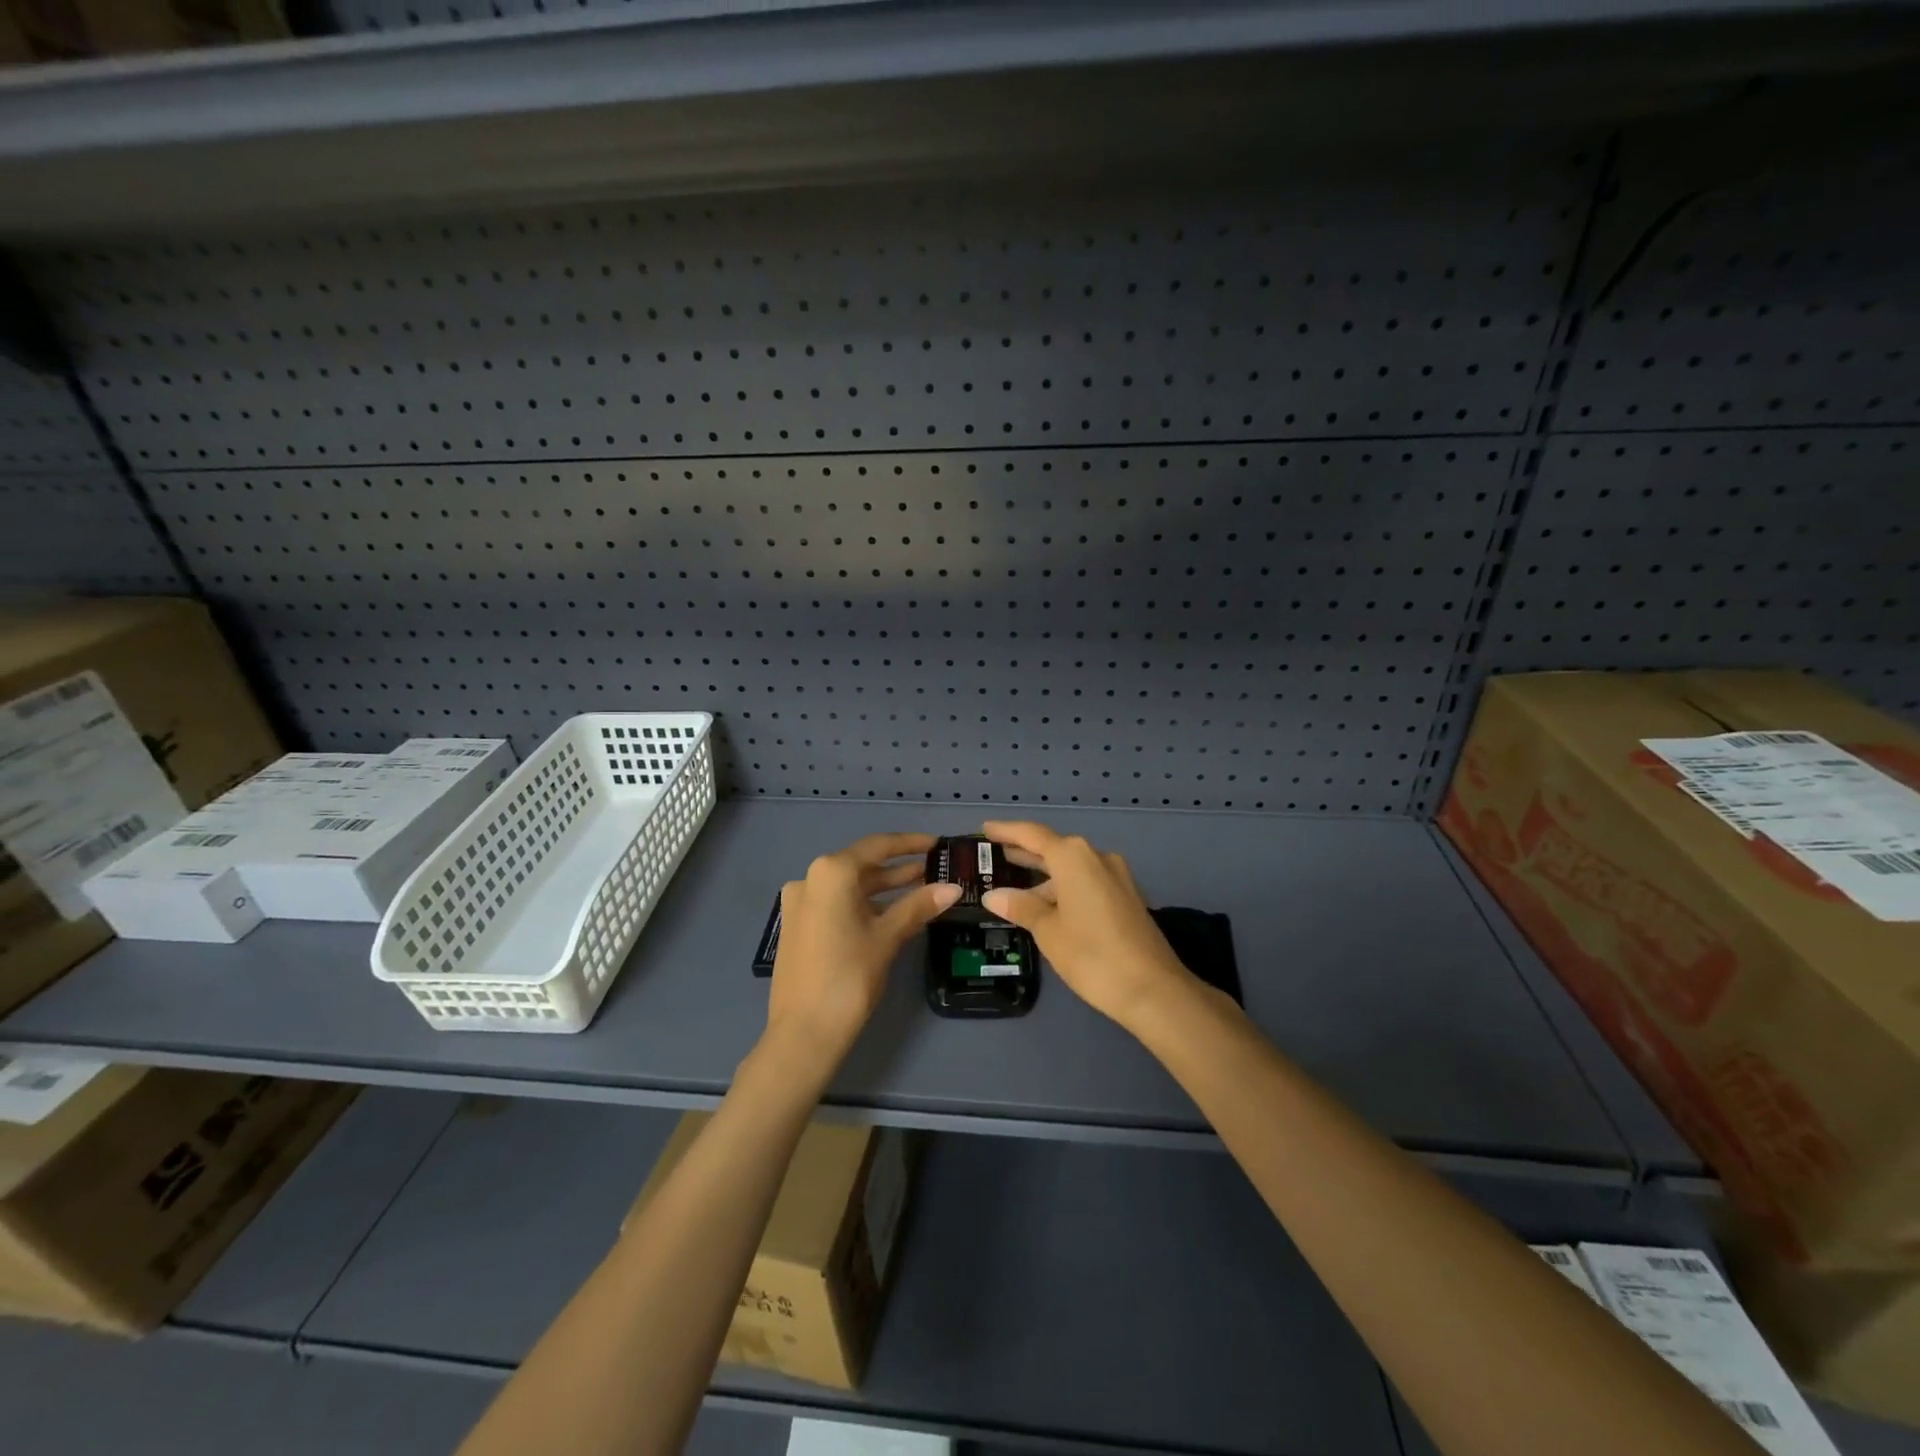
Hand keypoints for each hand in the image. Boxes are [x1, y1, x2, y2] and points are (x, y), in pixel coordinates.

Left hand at [766, 833, 960, 1068]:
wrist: (804, 1033)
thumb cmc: (849, 976)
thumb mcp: (888, 937)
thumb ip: (919, 906)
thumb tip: (953, 888)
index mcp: (831, 872)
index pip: (878, 846)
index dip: (910, 844)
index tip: (937, 845)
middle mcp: (810, 878)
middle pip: (863, 865)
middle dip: (899, 869)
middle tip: (935, 870)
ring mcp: (801, 903)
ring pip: (850, 887)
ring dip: (884, 888)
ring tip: (922, 889)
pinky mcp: (798, 926)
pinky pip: (838, 904)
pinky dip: (865, 905)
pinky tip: (892, 913)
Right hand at [981, 821, 1194, 1029]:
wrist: (1153, 989)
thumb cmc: (1092, 955)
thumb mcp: (1048, 931)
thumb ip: (1020, 907)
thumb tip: (993, 895)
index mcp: (1073, 857)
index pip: (1032, 834)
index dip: (1006, 830)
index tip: (985, 829)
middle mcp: (1096, 857)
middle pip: (1053, 847)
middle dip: (1024, 851)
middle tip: (995, 855)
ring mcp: (1115, 876)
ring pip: (1071, 867)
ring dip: (1044, 874)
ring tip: (1014, 884)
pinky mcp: (1126, 896)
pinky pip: (1086, 881)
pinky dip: (1063, 886)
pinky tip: (1047, 904)